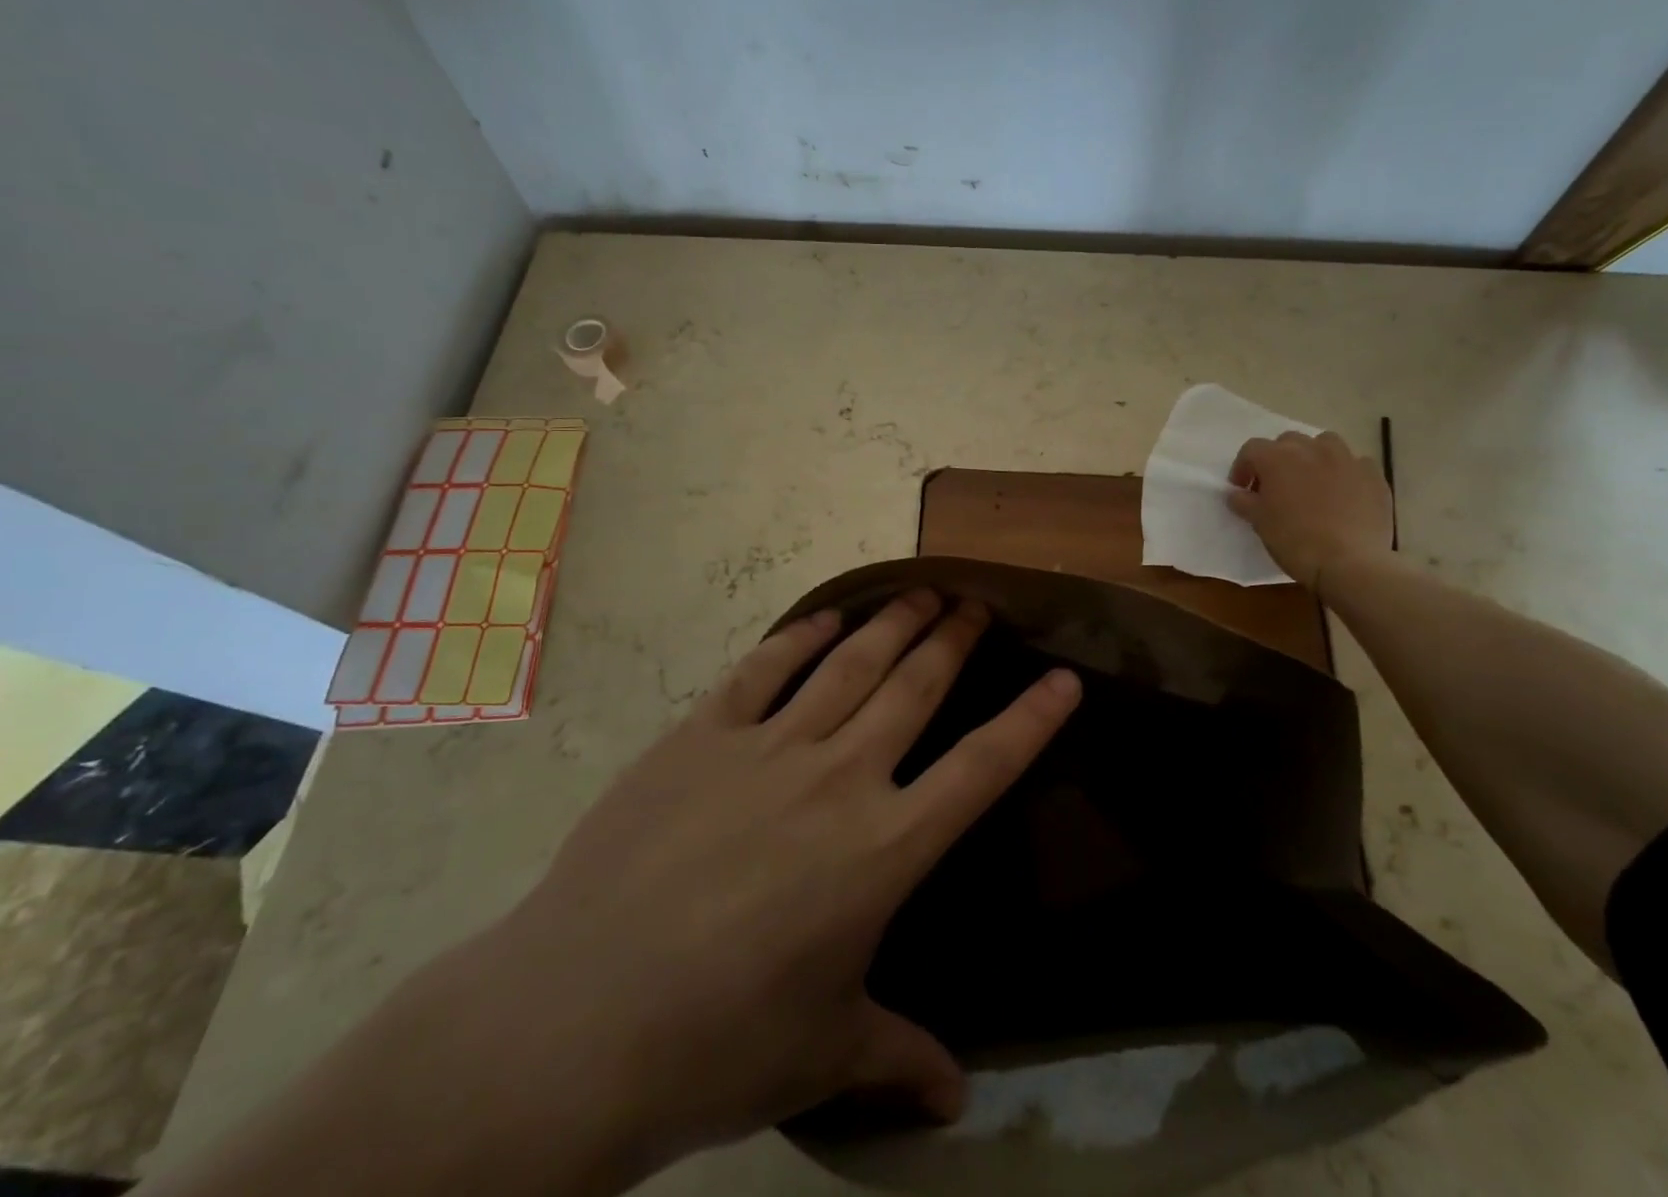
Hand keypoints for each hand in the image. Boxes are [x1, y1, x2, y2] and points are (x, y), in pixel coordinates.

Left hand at [476, 590, 1081, 1184]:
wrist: (576, 1021)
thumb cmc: (717, 1047)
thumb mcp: (825, 1053)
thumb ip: (898, 1057)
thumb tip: (956, 1103)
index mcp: (883, 850)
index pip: (982, 768)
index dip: (1031, 720)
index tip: (1063, 678)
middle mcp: (838, 778)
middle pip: (915, 688)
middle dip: (955, 640)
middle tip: (978, 603)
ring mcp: (767, 747)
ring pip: (850, 663)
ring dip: (893, 622)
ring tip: (923, 592)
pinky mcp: (702, 734)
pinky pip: (764, 668)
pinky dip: (800, 636)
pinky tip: (826, 617)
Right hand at [1228, 430, 1393, 591]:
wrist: (1350, 563)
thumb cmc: (1295, 540)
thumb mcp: (1259, 523)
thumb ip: (1244, 502)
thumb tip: (1236, 494)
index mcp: (1278, 458)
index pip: (1252, 449)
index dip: (1243, 467)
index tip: (1242, 489)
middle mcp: (1312, 449)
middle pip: (1288, 441)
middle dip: (1278, 459)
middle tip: (1275, 486)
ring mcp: (1346, 459)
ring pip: (1325, 444)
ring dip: (1313, 457)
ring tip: (1311, 482)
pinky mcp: (1373, 475)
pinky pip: (1355, 464)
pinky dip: (1344, 472)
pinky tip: (1343, 493)